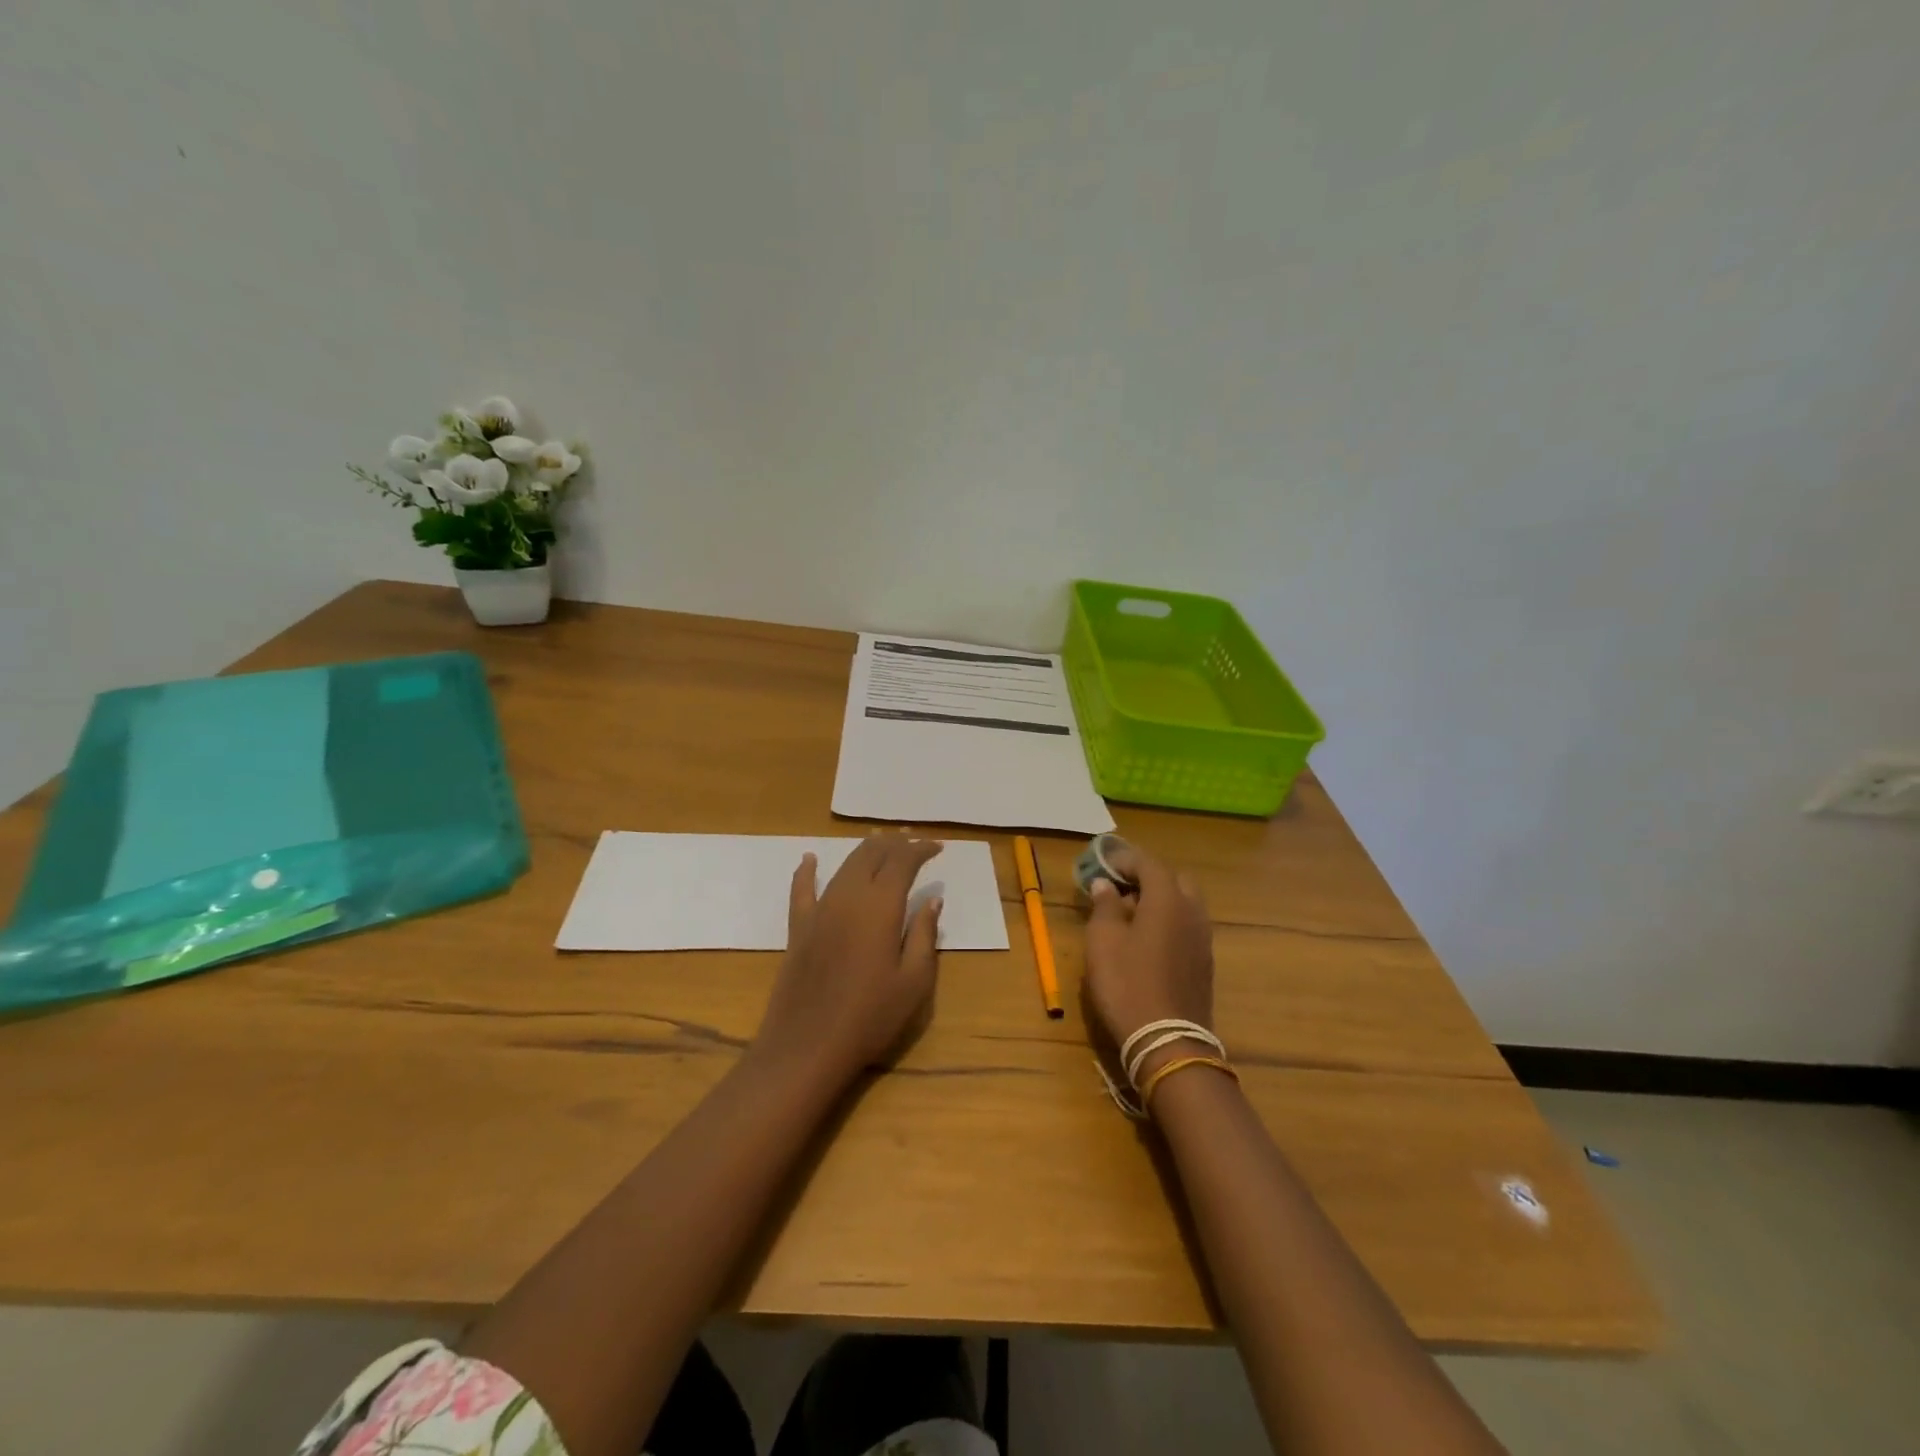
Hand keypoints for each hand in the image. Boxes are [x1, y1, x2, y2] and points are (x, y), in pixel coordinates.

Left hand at [753, 834, 943, 1087]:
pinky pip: (801, 889)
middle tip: (913, 842)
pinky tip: (809, 859)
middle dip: (895, 843)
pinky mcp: (798, 927)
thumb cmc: (869, 1017)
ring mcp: (819, 909)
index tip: (938, 847)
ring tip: (881, 844)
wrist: (807, 1045)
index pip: (903, 861)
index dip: (921, 849)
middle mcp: (849, 896)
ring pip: (844, 865)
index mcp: (881, 906)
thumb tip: (932, 901)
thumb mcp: (913, 982)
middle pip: (871, 854)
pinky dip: (807, 870)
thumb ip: (923, 935)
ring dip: (865, 850)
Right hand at [1082, 846, 1214, 1078]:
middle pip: (1173, 880)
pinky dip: (1169, 921)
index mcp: (1167, 899)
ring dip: (1160, 900)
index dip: (1124, 859)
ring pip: (1184, 904)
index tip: (1103, 864)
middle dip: (1147, 877)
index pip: (1148, 864)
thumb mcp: (1103, 941)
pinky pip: (1187, 926)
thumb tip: (1106, 884)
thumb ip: (1104, 906)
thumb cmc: (1127, 984)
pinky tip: (1147, 940)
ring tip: (1130, 914)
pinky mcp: (1204, 962)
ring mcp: (1202, 938)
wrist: (1167, 1041)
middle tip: (1120, 888)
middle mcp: (1192, 912)